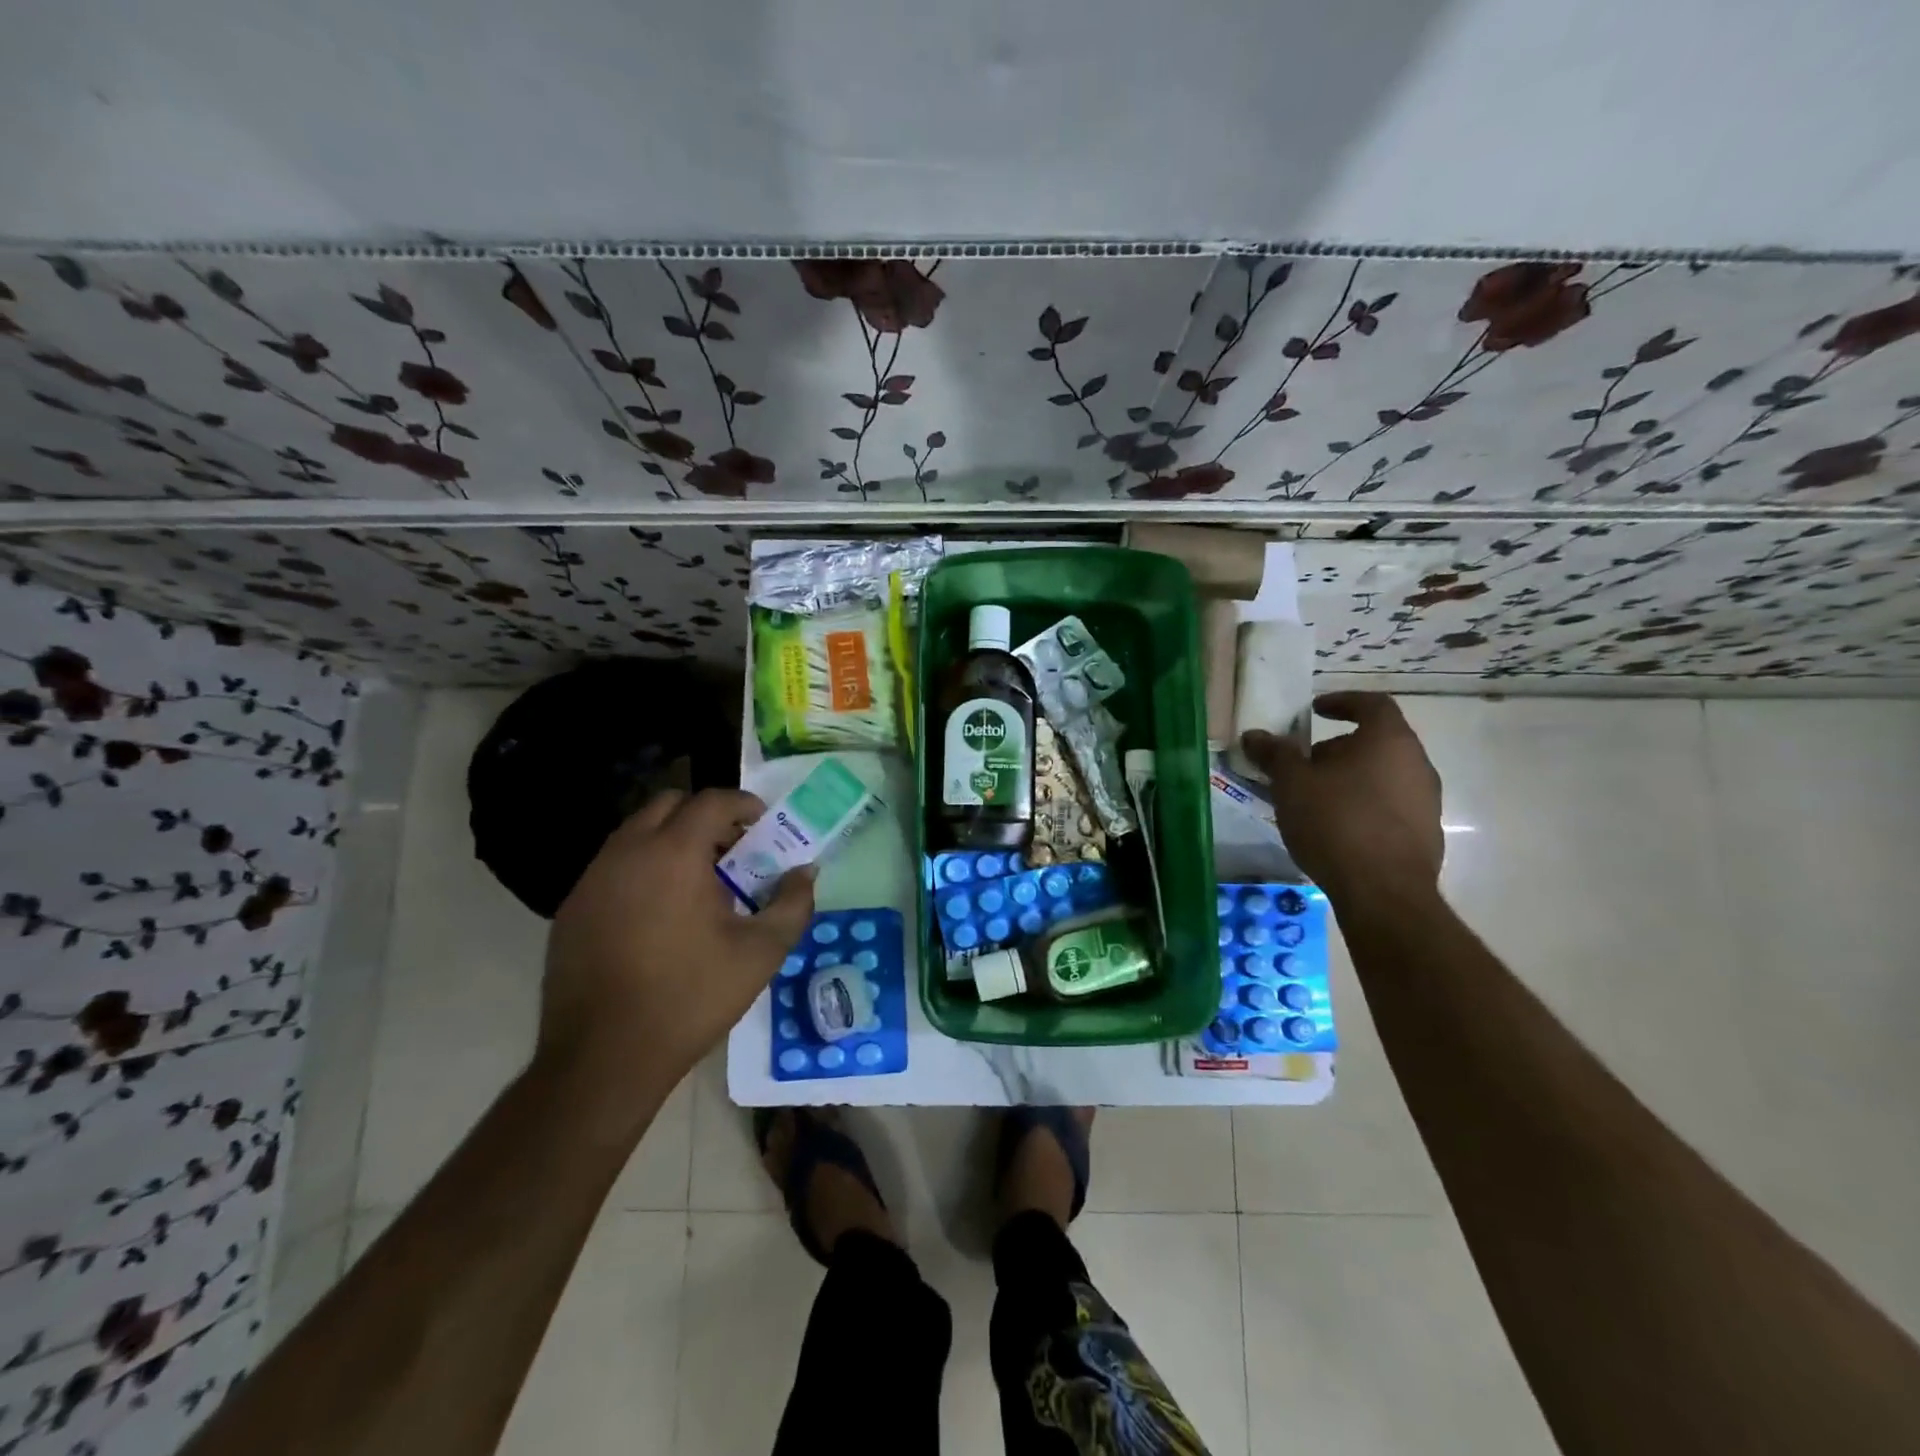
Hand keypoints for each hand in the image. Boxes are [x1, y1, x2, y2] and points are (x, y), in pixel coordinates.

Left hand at [537, 789, 813, 1112]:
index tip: (763, 824)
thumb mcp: (760, 953)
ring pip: (636, 832)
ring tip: (698, 883)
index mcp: (673, 854)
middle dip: (705, 816)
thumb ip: (792, 903)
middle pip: (668, 804)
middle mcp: (627, 852)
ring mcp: (592, 879)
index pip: (711, 800)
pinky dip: (642, 868)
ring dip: (671, 840)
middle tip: (731, 850)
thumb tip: (806, 872)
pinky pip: (613, 866)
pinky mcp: (572, 908)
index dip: (743, 804)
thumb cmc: (690, 997)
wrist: (603, 1058)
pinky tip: (659, 914)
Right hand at [1240, 692, 1443, 909]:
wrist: (1383, 892)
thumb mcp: (1292, 784)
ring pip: (1383, 776)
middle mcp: (1417, 764)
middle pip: (1377, 742)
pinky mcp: (1426, 834)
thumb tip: (1254, 735)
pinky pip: (1390, 806)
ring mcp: (1427, 801)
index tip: (1315, 710)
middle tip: (1304, 764)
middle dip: (1338, 748)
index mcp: (1389, 740)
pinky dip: (1364, 806)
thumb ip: (1275, 755)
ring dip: (1350, 779)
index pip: (1372, 703)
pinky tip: (1336, 829)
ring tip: (1315, 799)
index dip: (1342, 702)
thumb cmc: (1336, 822)